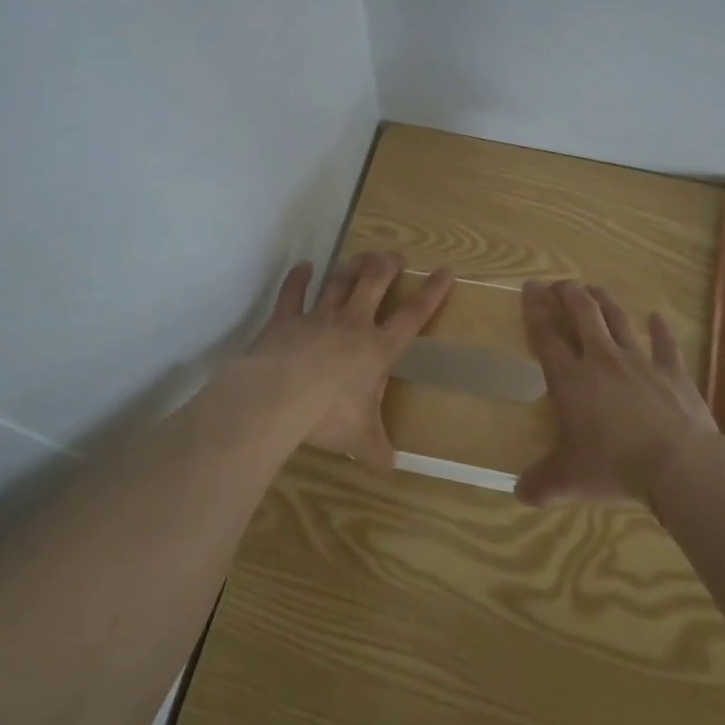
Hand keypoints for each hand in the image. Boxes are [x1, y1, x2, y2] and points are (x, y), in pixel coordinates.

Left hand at [241, 252, 454, 469]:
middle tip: (396, 258)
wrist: (277, 397)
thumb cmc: (327, 415)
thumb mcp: (359, 437)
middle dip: (388, 266)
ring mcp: (318, 317)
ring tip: (363, 256)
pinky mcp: (286, 318)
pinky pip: (293, 292)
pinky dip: (299, 277)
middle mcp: (352, 324)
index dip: (433, 292)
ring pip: (340, 280)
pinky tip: (304, 266)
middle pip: (375, 282)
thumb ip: (377, 449)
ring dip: (352, 265)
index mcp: (377, 348)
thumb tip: (391, 467)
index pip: (413, 315)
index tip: (446, 271)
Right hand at [518, 280, 724, 504]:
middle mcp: (602, 360)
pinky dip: (661, 328)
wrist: (678, 465)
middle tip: (560, 283)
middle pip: (582, 315)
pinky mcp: (673, 372)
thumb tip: (518, 494)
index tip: (530, 287)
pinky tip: (657, 316)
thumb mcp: (569, 480)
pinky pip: (665, 344)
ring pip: (618, 320)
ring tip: (595, 289)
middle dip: (568, 294)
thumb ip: (541, 484)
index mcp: (571, 380)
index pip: (547, 335)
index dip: (535, 309)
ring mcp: (640, 362)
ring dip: (605, 302)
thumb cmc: (614, 467)